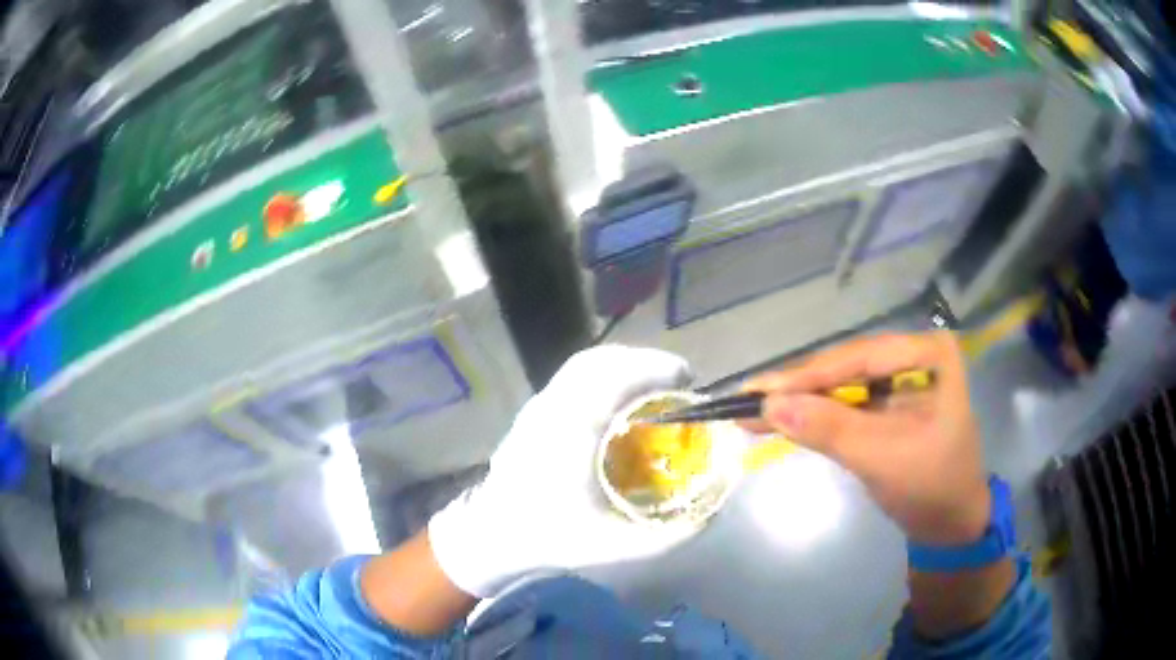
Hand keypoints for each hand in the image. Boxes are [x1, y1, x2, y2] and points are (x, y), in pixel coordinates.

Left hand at [428, 345, 694, 597]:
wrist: (490, 535)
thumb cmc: (550, 537)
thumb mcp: (616, 545)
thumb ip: (669, 534)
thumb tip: (713, 513)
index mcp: (573, 431)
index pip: (616, 377)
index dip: (656, 368)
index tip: (688, 379)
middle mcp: (553, 407)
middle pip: (601, 360)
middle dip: (644, 362)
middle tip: (675, 383)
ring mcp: (538, 406)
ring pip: (584, 364)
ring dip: (623, 365)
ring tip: (652, 388)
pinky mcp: (532, 412)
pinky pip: (572, 377)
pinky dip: (604, 375)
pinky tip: (618, 403)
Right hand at [741, 332, 989, 546]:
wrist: (951, 523)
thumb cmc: (932, 488)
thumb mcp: (883, 459)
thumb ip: (830, 429)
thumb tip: (769, 406)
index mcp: (928, 354)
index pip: (860, 358)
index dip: (807, 376)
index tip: (758, 390)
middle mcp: (913, 355)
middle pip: (846, 367)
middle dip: (798, 389)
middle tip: (746, 399)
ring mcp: (900, 378)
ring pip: (840, 385)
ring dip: (799, 402)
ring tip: (750, 410)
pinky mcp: (887, 403)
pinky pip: (844, 404)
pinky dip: (814, 416)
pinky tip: (780, 419)